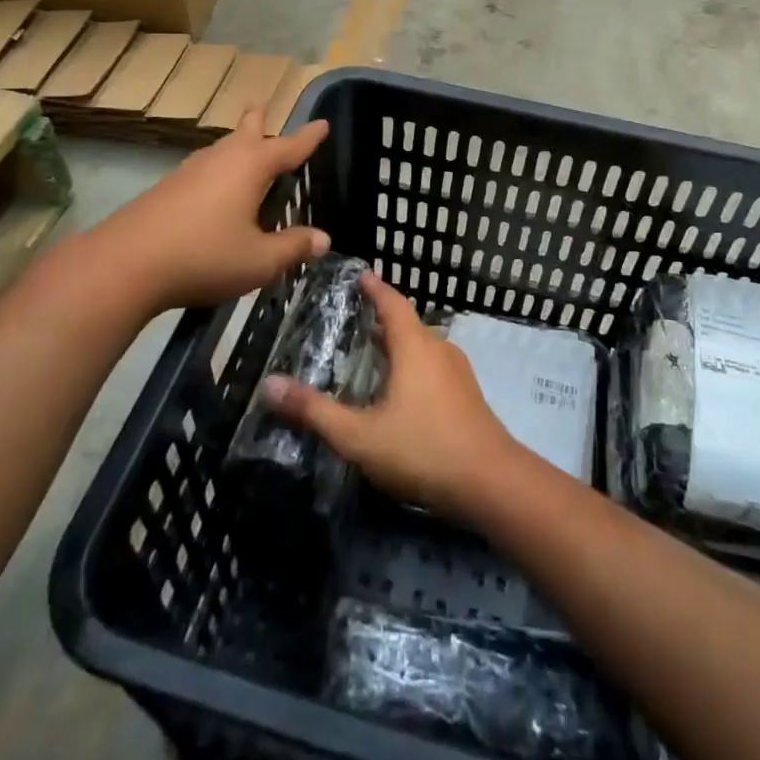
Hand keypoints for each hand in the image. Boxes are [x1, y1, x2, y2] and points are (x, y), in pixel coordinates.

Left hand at [94, 109, 330, 314]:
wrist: (125, 264)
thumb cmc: (204, 256)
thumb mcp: (259, 260)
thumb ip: (293, 247)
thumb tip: (323, 238)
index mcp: (250, 167)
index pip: (288, 147)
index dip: (308, 138)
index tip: (322, 124)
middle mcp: (221, 159)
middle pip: (245, 132)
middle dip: (258, 121)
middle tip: (262, 106)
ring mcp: (189, 171)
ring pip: (220, 149)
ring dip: (235, 144)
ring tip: (243, 147)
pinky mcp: (166, 189)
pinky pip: (203, 169)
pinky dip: (217, 169)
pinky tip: (213, 188)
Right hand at [260, 273, 519, 520]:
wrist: (491, 483)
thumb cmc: (422, 449)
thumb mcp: (359, 435)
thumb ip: (314, 411)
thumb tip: (268, 385)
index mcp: (415, 346)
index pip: (393, 303)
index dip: (375, 289)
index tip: (360, 276)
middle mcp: (440, 349)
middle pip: (407, 325)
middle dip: (381, 323)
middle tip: (353, 325)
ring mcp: (459, 373)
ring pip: (423, 348)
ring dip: (399, 347)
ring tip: (372, 359)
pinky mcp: (469, 397)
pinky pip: (434, 368)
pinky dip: (413, 368)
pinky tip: (401, 394)